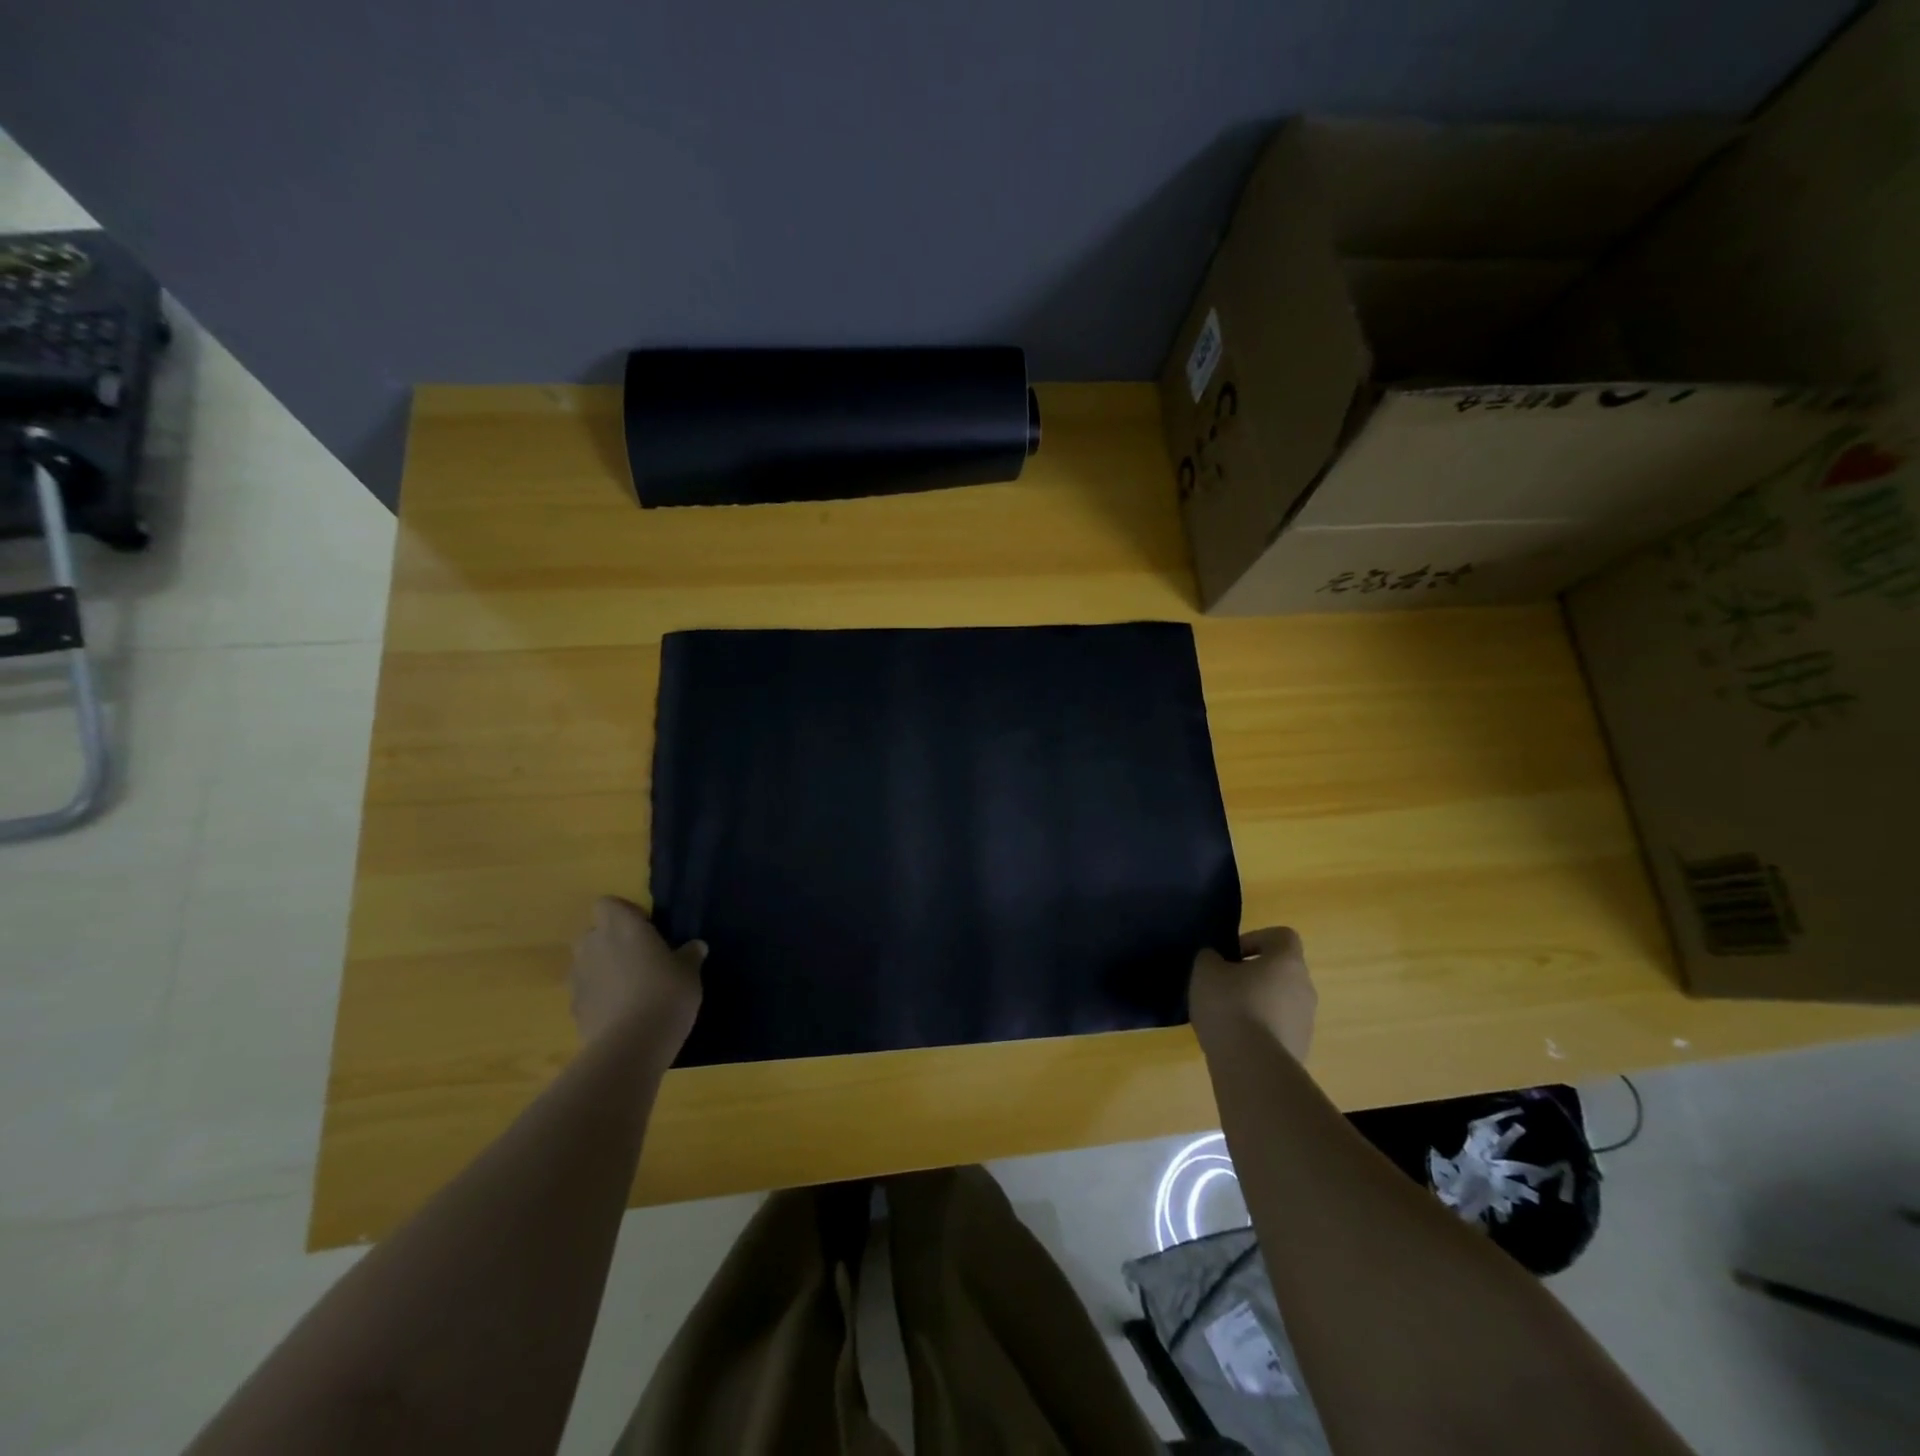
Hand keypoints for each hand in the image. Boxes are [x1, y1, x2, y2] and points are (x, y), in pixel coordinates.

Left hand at [569, 896, 705, 1054]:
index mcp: (622, 927)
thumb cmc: (666, 993)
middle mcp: (594, 945)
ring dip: (602, 969)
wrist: (632, 1045)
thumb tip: (695, 946)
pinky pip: (585, 992)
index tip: (646, 928)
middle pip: (593, 932)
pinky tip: (619, 1013)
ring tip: (628, 988)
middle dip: (609, 941)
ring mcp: (579, 977)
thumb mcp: (689, 972)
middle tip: (638, 958)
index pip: (607, 904)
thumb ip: (689, 955)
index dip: (624, 913)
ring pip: (586, 963)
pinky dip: (598, 997)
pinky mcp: (573, 1008)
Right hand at [1189, 926, 1315, 1062]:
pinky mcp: (1300, 1050)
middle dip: (1253, 975)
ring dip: (1257, 1003)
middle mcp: (1305, 988)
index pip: (1282, 936)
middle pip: (1281, 971)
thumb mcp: (1206, 971)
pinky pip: (1278, 1029)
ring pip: (1280, 1001)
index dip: (1255, 939)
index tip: (1231, 956)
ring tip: (1226, 1018)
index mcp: (1287, 961)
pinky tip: (1235, 1041)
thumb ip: (1210, 957)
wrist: (1253, 1067)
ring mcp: (1306, 1022)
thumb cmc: (1230, 1006)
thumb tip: (1217, 960)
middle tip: (1224, 986)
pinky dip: (1260, 1030)